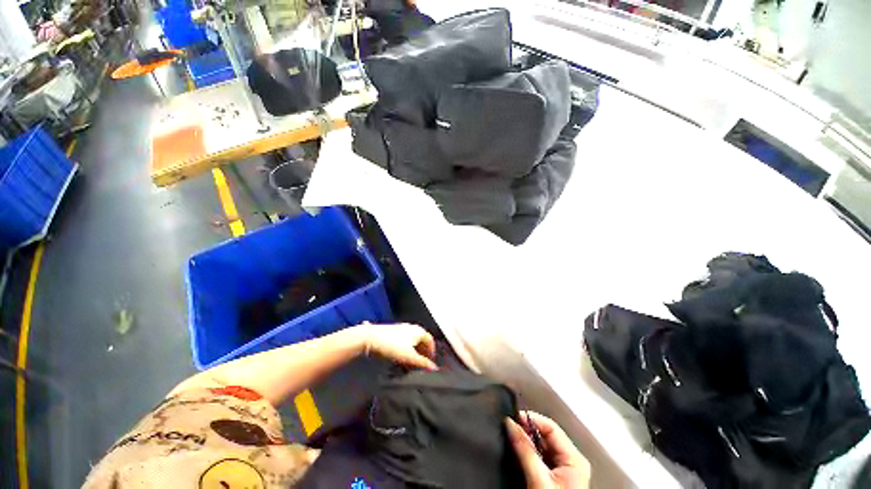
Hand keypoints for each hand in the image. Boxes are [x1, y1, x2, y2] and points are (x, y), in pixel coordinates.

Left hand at [356, 323, 436, 370]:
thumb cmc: (392, 345)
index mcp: (418, 330)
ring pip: (412, 342)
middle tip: (420, 366)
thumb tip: (434, 368)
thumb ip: (422, 363)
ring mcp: (402, 329)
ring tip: (410, 365)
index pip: (430, 340)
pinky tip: (400, 359)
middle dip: (422, 354)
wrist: (371, 337)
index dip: (431, 352)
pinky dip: (406, 350)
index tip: (429, 364)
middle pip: (421, 341)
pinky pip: (404, 342)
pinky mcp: (393, 332)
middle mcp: (412, 328)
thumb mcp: (409, 356)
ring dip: (413, 353)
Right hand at [506, 411, 590, 488]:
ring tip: (512, 439)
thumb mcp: (539, 479)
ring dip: (527, 442)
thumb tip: (510, 423)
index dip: (532, 419)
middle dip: (527, 431)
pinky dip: (528, 452)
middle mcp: (571, 461)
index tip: (513, 418)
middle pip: (546, 436)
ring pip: (542, 446)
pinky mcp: (555, 477)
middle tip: (510, 429)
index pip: (551, 427)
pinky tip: (519, 452)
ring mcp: (564, 470)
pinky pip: (540, 457)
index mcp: (574, 459)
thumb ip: (525, 450)